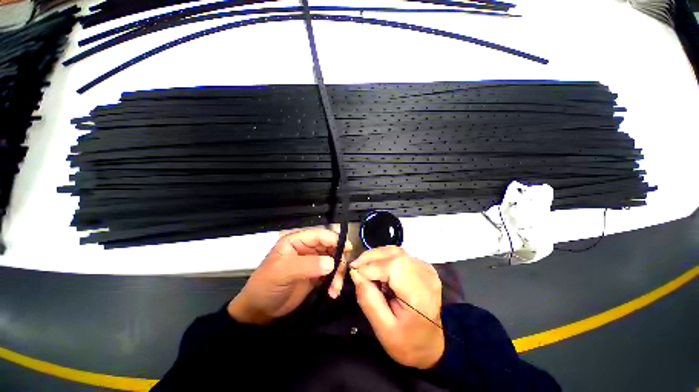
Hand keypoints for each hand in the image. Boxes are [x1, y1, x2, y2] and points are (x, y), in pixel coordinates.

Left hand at [228, 229, 351, 324]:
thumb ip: (307, 265)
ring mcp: (312, 262)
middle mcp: (306, 249)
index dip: (334, 239)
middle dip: (338, 257)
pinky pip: (331, 274)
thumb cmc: (266, 286)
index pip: (319, 235)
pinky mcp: (316, 275)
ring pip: (333, 260)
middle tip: (343, 270)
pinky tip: (333, 291)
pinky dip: (335, 281)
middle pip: (329, 246)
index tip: (347, 249)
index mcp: (296, 241)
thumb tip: (331, 263)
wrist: (260, 312)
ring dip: (338, 272)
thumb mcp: (282, 272)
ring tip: (336, 287)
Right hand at [349, 246, 443, 368]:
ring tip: (364, 267)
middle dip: (371, 258)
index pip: (393, 267)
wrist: (430, 345)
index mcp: (419, 296)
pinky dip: (384, 257)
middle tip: (356, 267)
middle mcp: (426, 277)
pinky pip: (399, 254)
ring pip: (396, 251)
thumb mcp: (383, 329)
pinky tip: (377, 268)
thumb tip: (355, 273)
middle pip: (394, 254)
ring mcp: (426, 269)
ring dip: (376, 256)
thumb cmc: (407, 343)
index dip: (370, 267)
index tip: (354, 273)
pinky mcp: (423, 266)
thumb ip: (368, 300)